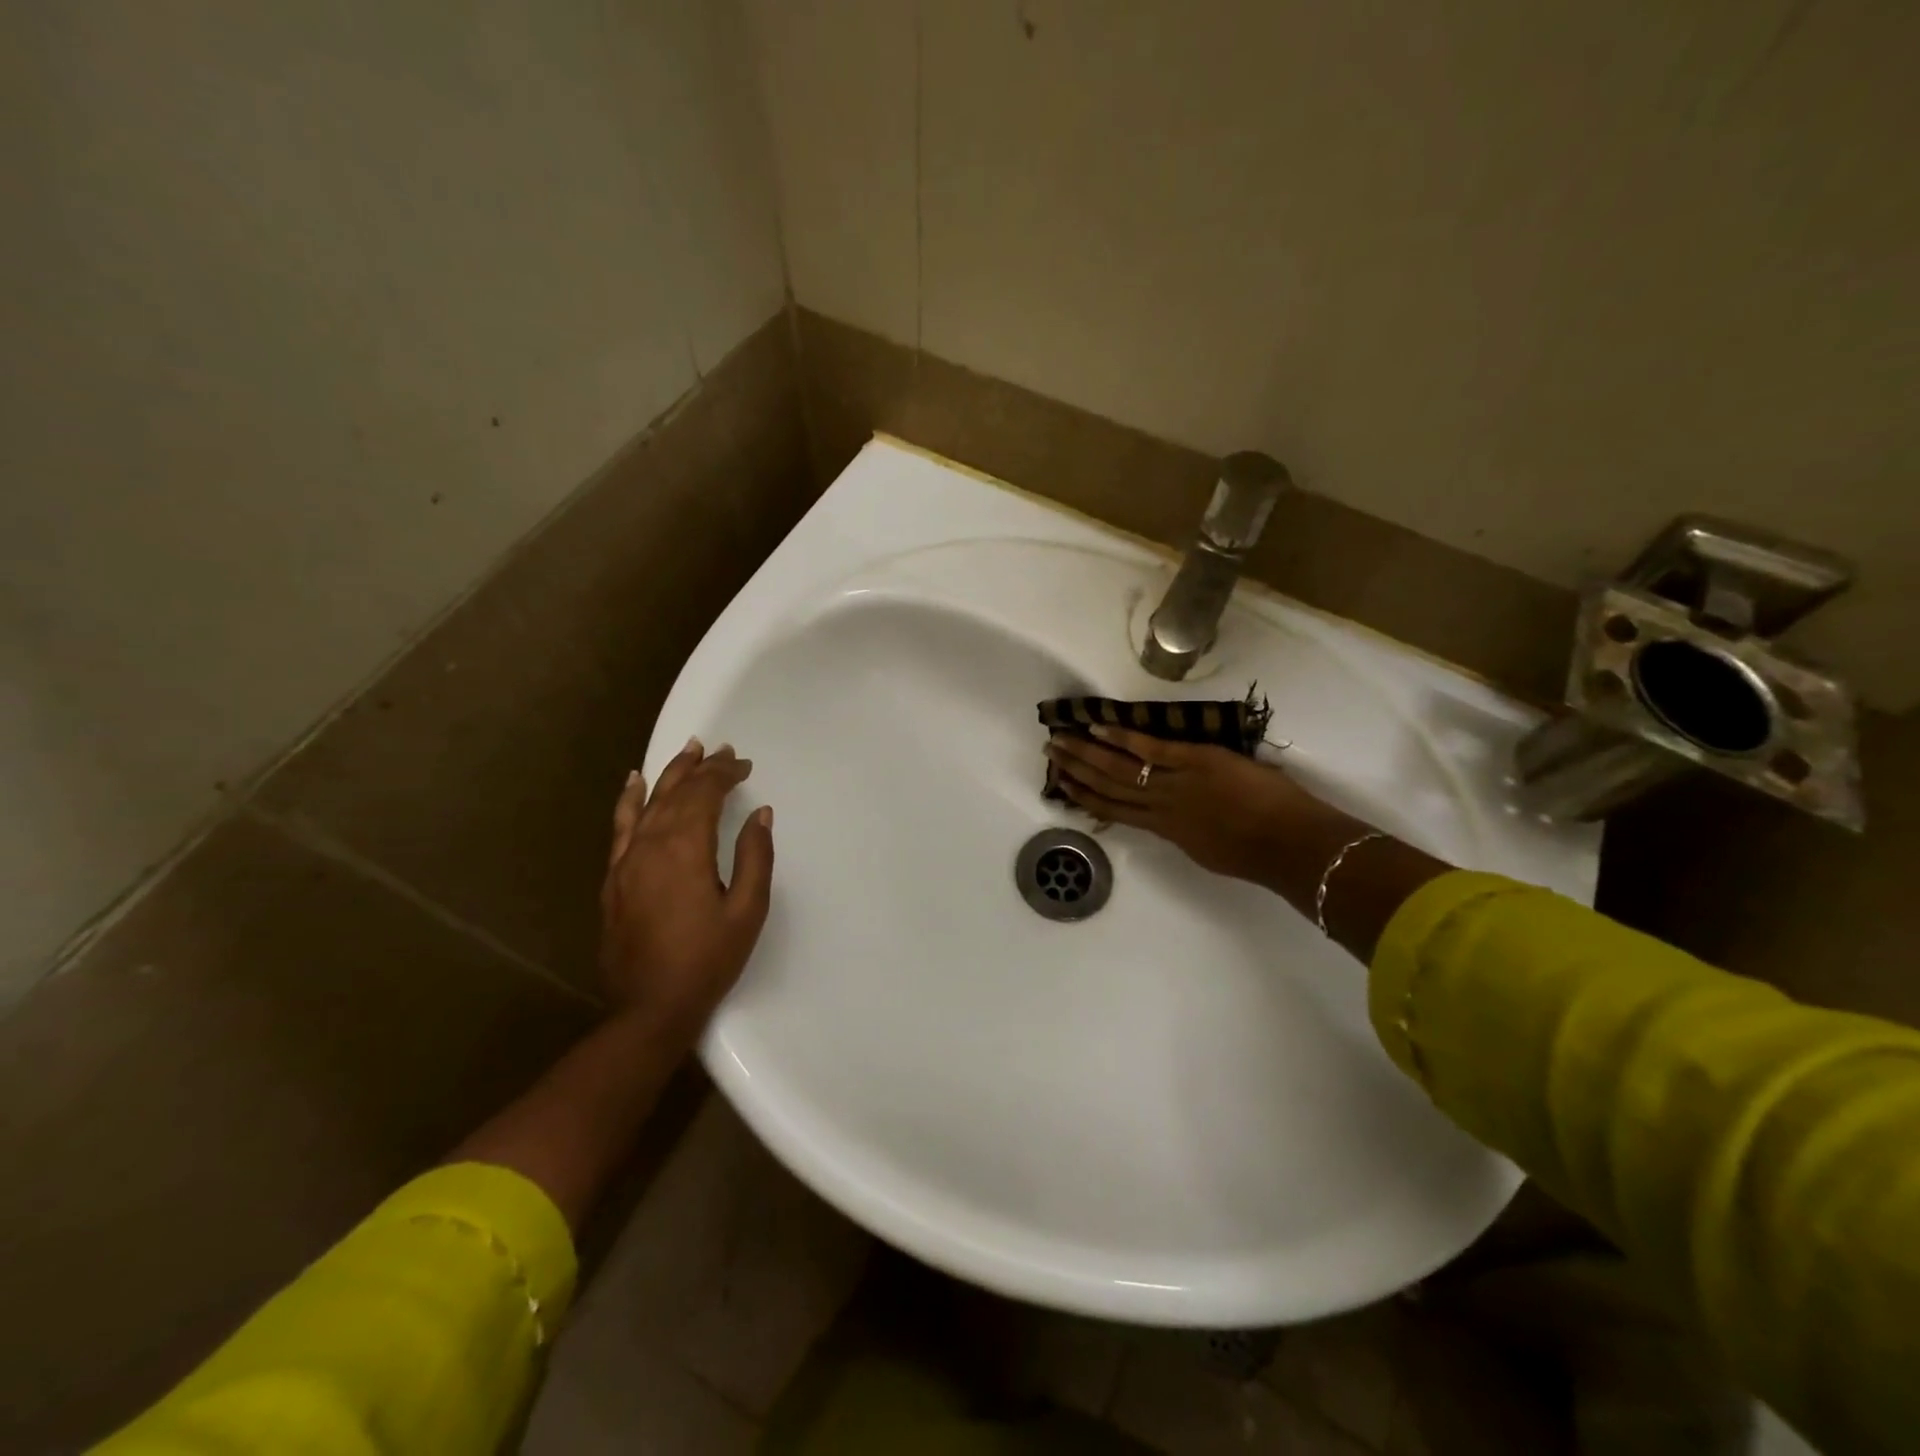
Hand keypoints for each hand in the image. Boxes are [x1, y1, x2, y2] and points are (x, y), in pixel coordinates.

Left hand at [599, 739, 774, 1041]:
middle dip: (701, 768)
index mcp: (686, 849)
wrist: (650, 1007)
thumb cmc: (708, 959)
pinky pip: (620, 826)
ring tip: (688, 750)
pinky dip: (629, 800)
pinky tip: (634, 782)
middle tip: (722, 750)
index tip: (744, 764)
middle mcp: (651, 844)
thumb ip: (755, 856)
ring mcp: (626, 860)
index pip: (704, 794)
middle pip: (676, 792)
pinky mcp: (614, 877)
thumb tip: (759, 813)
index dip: (725, 774)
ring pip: (648, 802)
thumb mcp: (747, 910)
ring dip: (669, 773)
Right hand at [1046, 725, 1335, 886]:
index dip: (1086, 797)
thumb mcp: (1208, 851)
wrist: (1289, 844)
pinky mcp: (1194, 762)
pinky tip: (1099, 725)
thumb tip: (1169, 821)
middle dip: (1076, 770)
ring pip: (1119, 768)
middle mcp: (1159, 807)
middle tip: (1050, 753)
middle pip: (1107, 787)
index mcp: (1165, 830)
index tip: (1063, 783)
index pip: (1115, 811)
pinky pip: (1150, 749)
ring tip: (1062, 738)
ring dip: (1087, 752)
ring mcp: (1174, 783)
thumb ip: (1184, 833)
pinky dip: (1123, 737)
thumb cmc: (1258, 853)